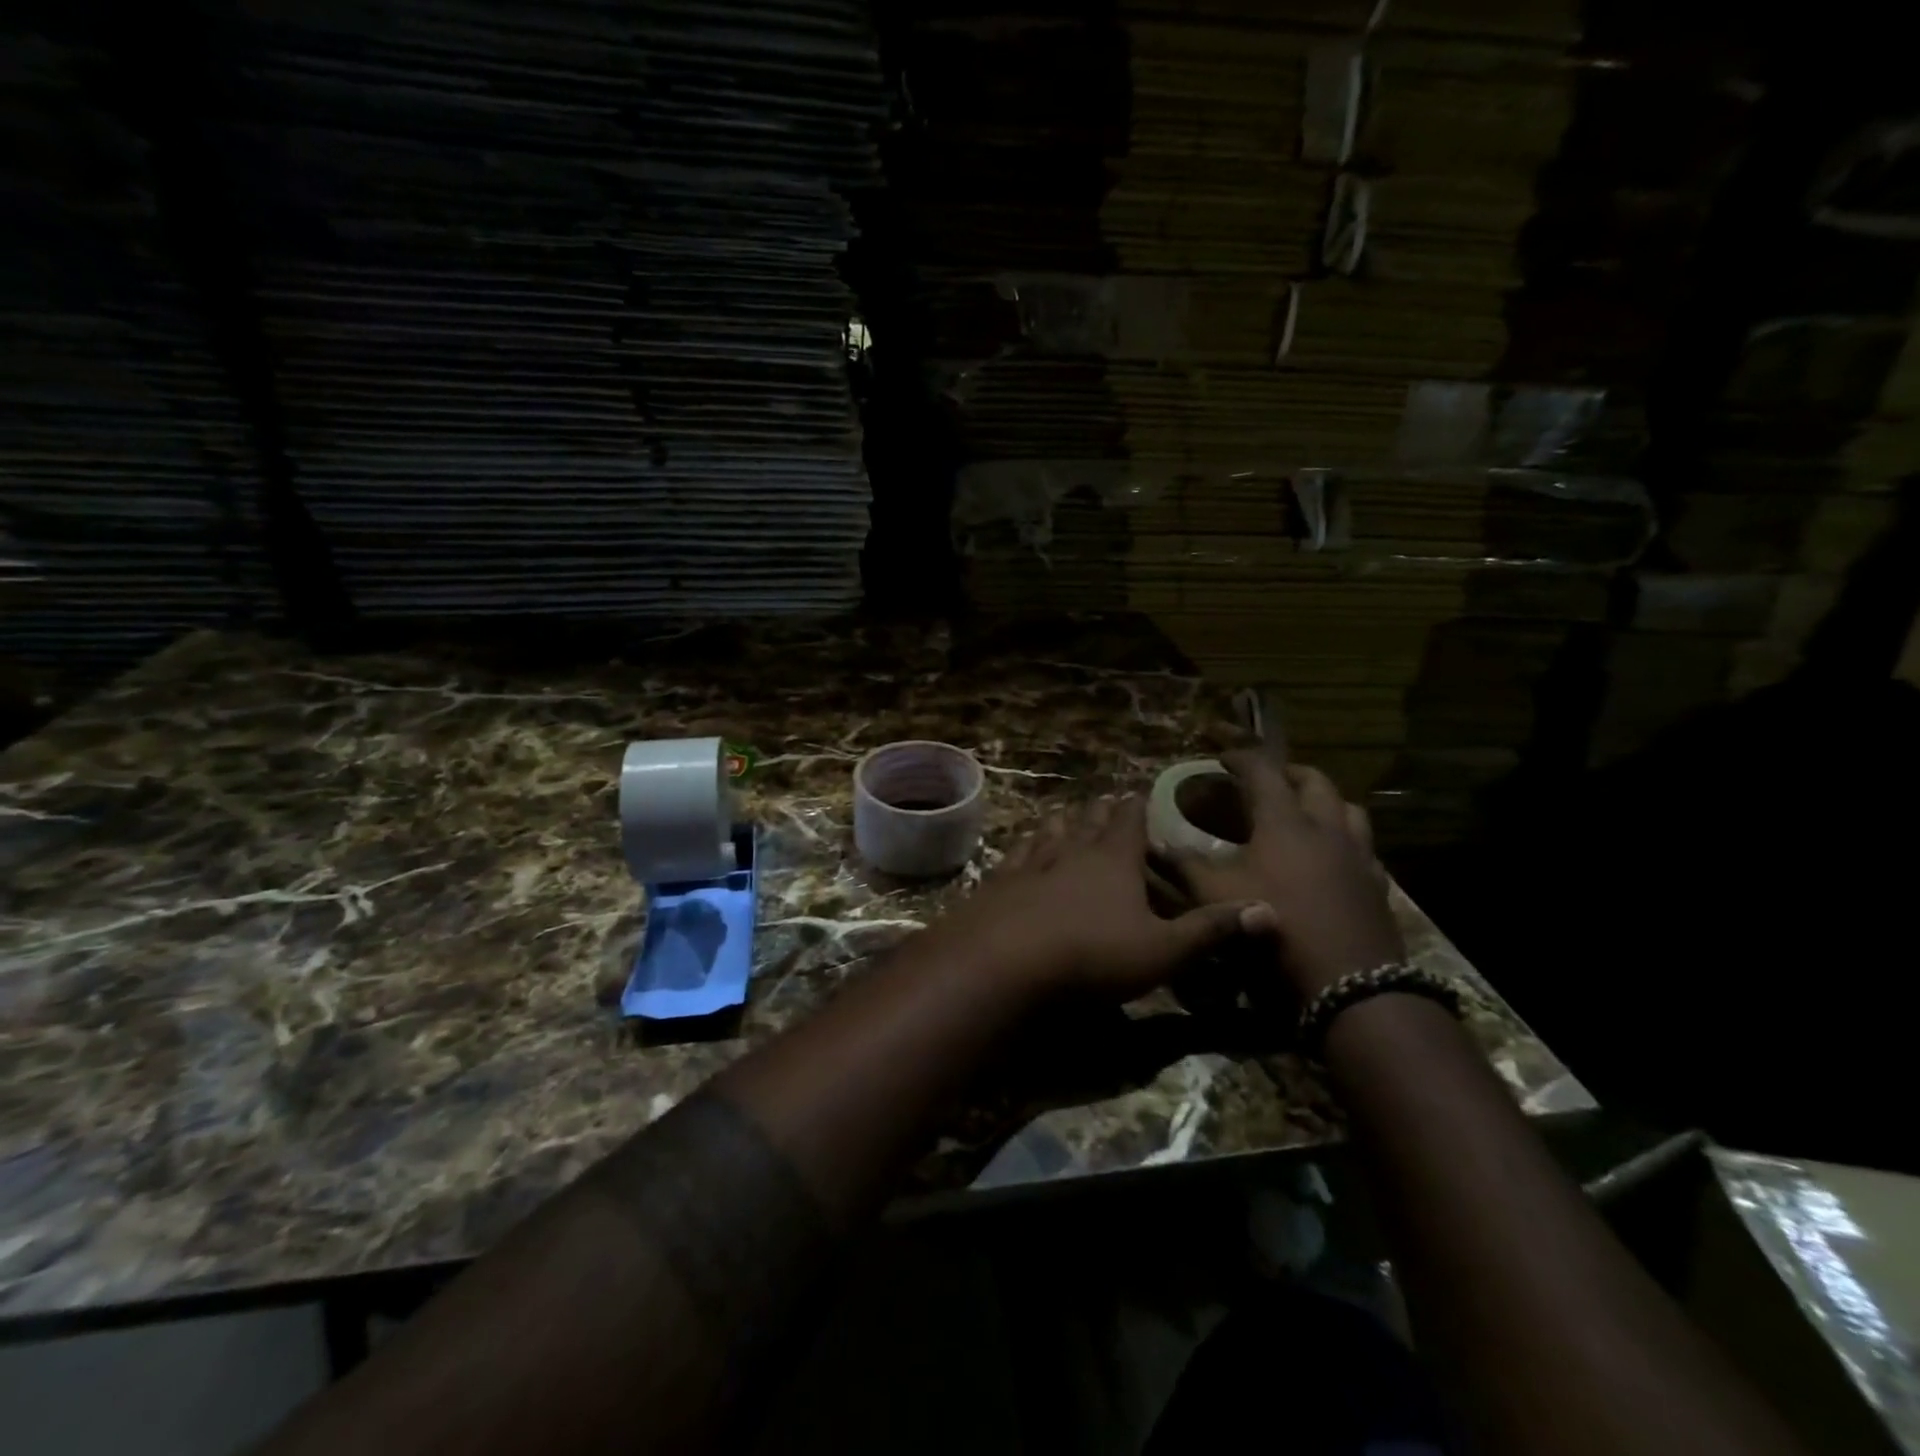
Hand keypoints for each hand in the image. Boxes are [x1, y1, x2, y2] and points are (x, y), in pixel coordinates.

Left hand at [924, 796, 1269, 1000]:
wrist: (1005, 962)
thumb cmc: (1092, 955)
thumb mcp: (1163, 950)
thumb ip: (1212, 930)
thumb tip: (1270, 909)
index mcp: (1113, 861)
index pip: (1129, 822)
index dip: (1137, 806)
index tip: (1139, 791)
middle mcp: (1071, 853)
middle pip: (1088, 823)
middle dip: (1100, 811)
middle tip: (1105, 798)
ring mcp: (1030, 866)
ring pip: (1049, 835)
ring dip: (1059, 823)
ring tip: (1063, 813)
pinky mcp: (998, 886)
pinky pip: (1013, 859)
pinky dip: (1021, 849)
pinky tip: (1017, 850)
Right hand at [1168, 750, 1403, 997]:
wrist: (1347, 986)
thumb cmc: (1275, 928)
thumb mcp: (1216, 897)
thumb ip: (1184, 866)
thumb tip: (1154, 846)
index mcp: (1285, 822)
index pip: (1263, 772)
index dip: (1241, 759)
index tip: (1222, 757)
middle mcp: (1327, 829)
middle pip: (1315, 781)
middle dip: (1289, 772)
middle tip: (1267, 779)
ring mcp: (1358, 857)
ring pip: (1349, 810)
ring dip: (1325, 801)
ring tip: (1304, 812)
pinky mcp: (1376, 887)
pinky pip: (1364, 849)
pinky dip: (1345, 841)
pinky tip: (1331, 860)